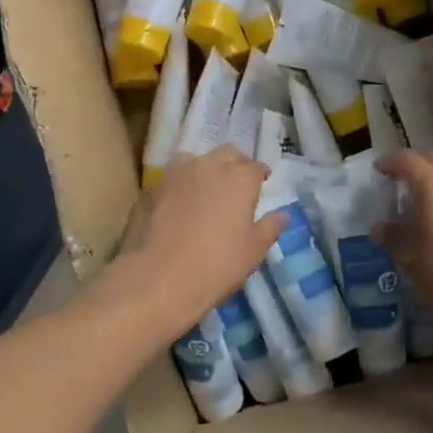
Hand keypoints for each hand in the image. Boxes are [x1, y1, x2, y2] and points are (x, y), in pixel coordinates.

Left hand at [113, 147, 283, 334]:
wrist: (158, 278)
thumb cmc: (217, 264)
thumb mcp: (253, 251)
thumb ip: (269, 228)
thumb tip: (282, 214)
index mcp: (239, 178)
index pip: (256, 167)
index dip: (260, 176)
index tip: (262, 185)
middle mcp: (208, 166)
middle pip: (226, 154)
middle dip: (235, 165)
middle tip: (237, 185)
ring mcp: (175, 174)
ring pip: (195, 160)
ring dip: (205, 169)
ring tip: (206, 190)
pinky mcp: (150, 189)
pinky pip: (172, 179)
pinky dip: (180, 186)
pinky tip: (179, 205)